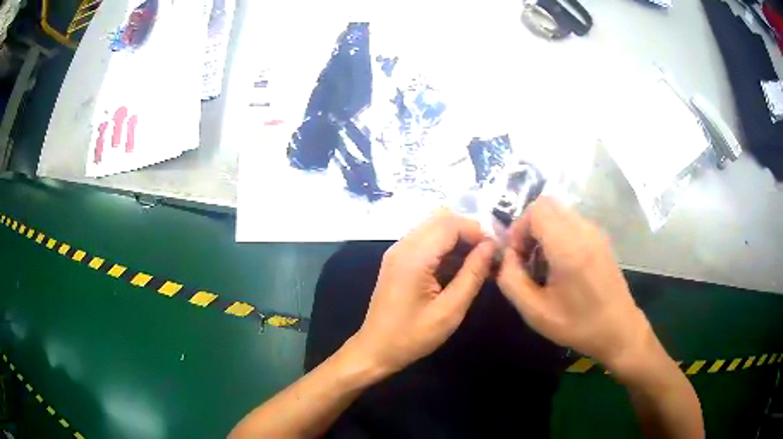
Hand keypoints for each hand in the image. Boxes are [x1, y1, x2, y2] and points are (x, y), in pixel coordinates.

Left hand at [348, 209, 495, 374]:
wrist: (376, 350)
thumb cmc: (412, 336)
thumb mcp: (449, 311)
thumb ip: (472, 275)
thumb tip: (491, 247)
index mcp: (414, 258)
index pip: (449, 224)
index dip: (476, 231)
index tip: (496, 249)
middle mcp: (402, 247)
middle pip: (441, 220)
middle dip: (468, 231)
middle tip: (489, 253)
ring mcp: (397, 252)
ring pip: (433, 227)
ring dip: (458, 238)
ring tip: (479, 261)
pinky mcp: (397, 260)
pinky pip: (425, 241)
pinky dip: (445, 246)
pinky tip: (460, 266)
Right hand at [497, 197, 651, 370]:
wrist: (618, 330)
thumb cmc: (577, 325)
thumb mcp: (535, 312)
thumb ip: (511, 280)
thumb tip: (506, 257)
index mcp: (568, 247)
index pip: (536, 210)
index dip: (519, 228)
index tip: (516, 256)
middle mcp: (583, 231)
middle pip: (547, 204)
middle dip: (529, 225)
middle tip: (526, 256)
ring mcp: (595, 232)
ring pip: (560, 212)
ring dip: (544, 229)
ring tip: (542, 262)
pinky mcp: (601, 239)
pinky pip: (572, 222)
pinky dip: (558, 232)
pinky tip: (560, 264)